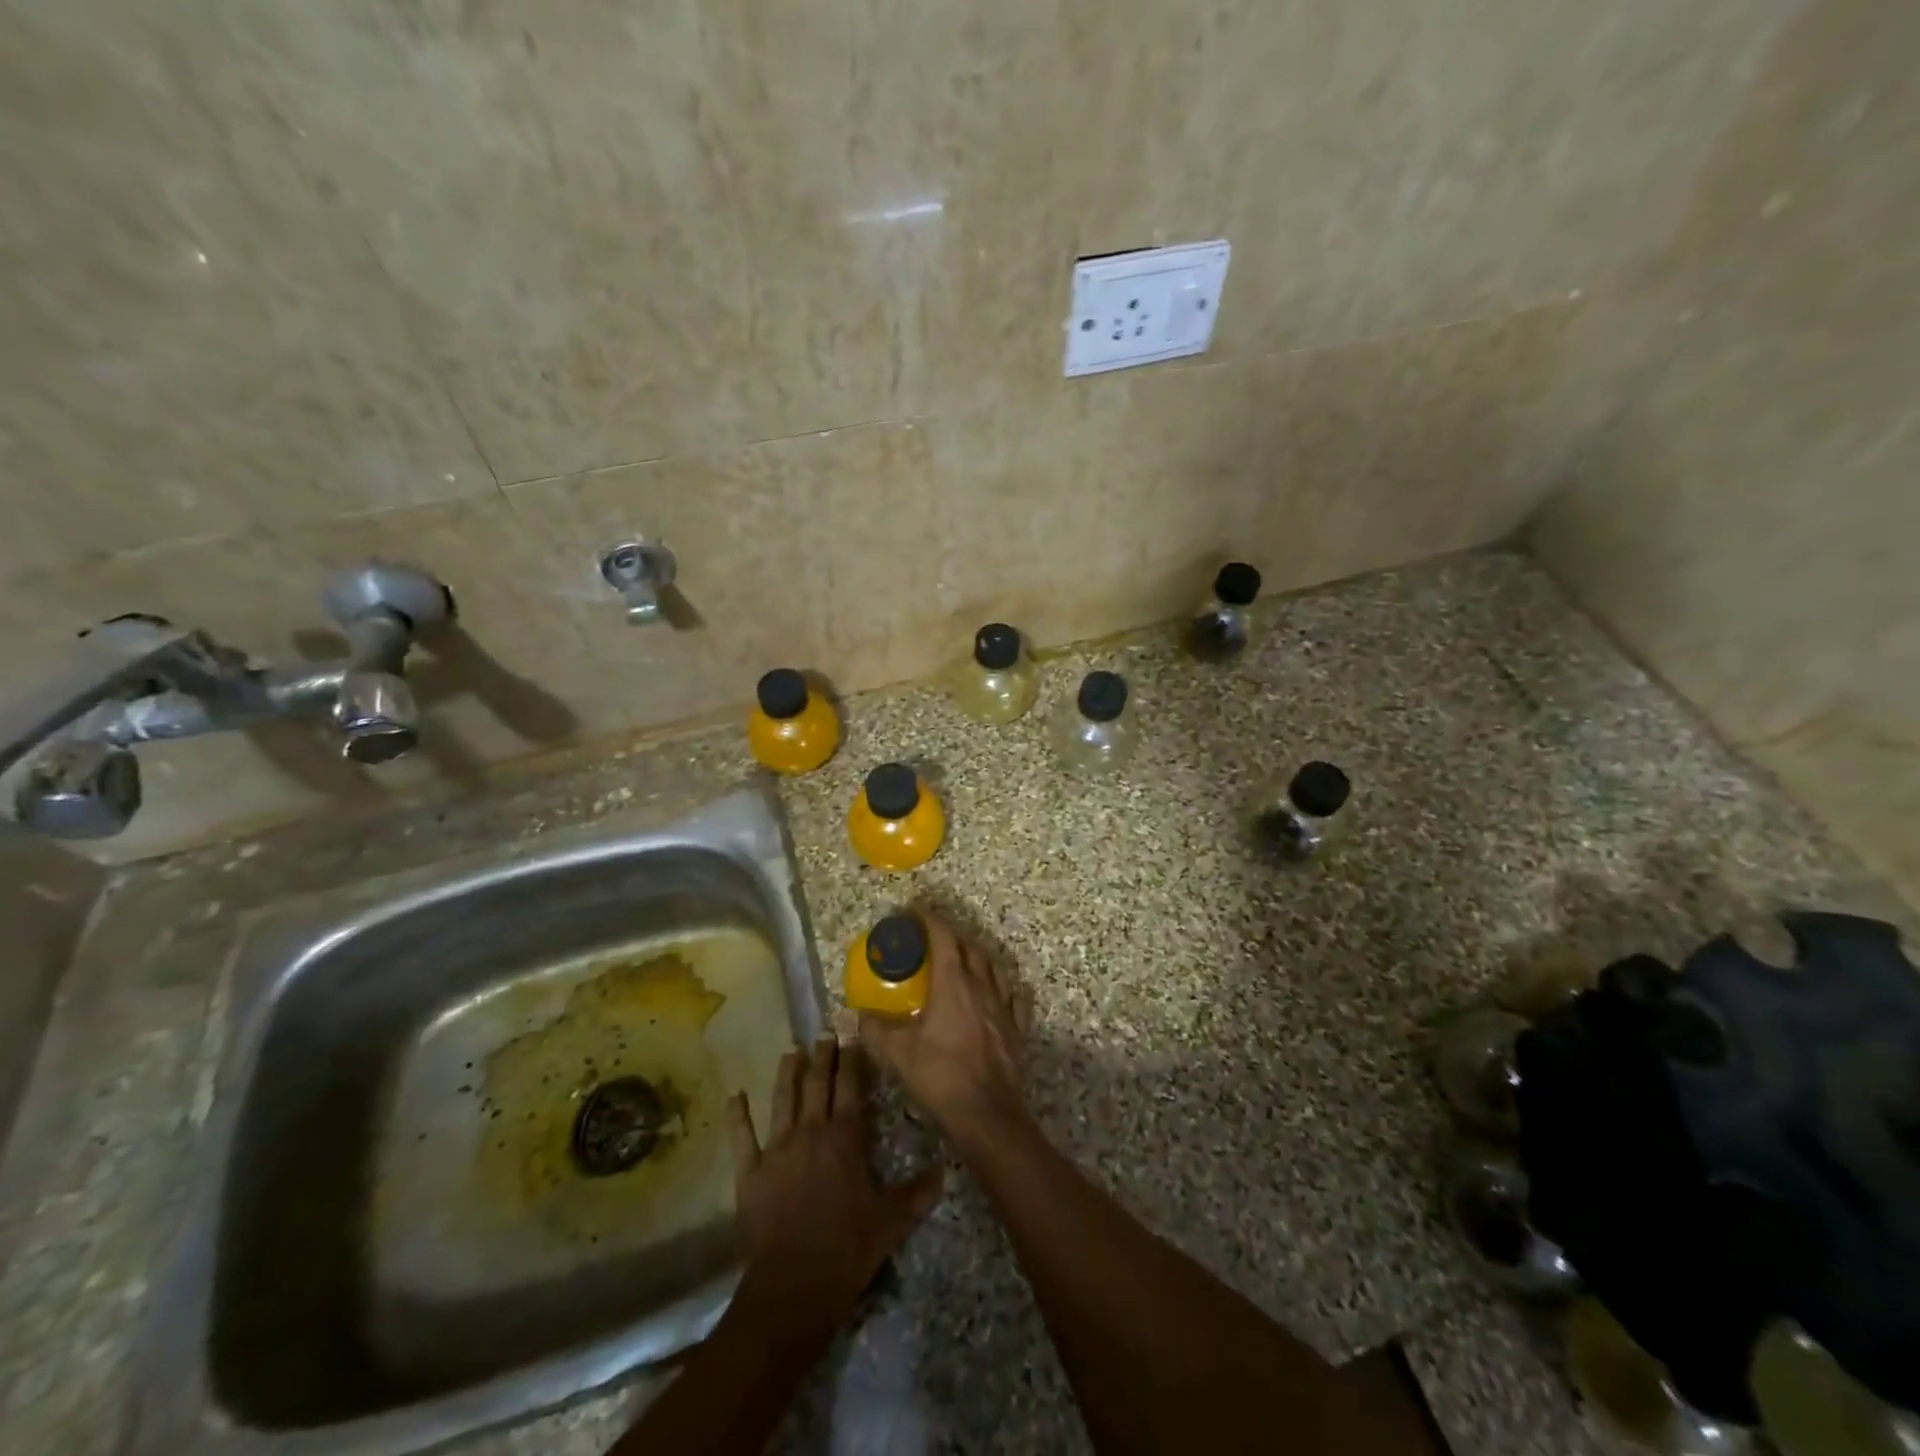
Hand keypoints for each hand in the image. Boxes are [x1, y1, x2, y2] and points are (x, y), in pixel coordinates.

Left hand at [725, 1038, 942, 1339]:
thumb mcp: (892, 1221)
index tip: (852, 1038)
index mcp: (844, 1137)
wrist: (793, 1286)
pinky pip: (742, 1138)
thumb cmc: (847, 1249)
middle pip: (815, 1084)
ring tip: (791, 1052)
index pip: (849, 1087)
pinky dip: (738, 1116)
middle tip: (824, 1035)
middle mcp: (810, 1132)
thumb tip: (944, 1170)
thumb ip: (917, 1193)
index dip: (851, 1060)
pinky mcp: (750, 1173)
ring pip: (782, 1100)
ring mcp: (776, 1150)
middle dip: (821, 1057)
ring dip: (787, 1074)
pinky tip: (735, 1096)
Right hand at [859, 907, 1030, 1140]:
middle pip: (970, 947)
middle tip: (934, 934)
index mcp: (953, 983)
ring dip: (977, 955)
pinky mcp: (1017, 1028)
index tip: (916, 909)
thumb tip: (860, 1016)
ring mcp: (1003, 1006)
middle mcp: (981, 986)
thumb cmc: (940, 1076)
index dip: (930, 919)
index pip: (943, 937)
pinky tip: (999, 991)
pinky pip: (1013, 996)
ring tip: (964, 957)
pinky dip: (1003, 986)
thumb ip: (875, 1030)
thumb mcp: (897, 1054)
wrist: (986, 1113)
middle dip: (951, 934)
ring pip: (993, 967)